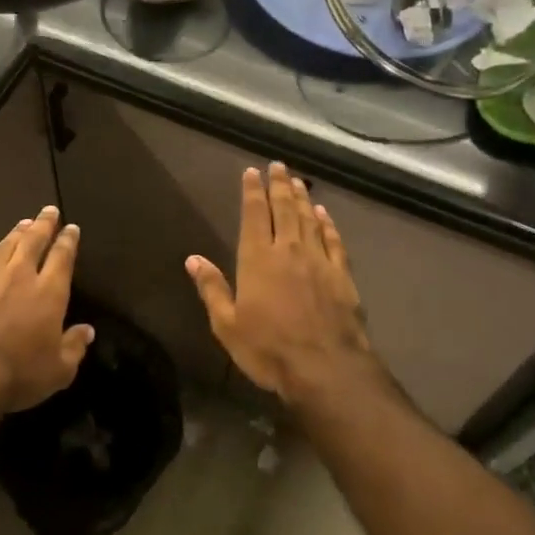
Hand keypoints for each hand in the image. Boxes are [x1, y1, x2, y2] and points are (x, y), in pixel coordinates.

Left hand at [0, 206, 93, 412]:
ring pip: (6, 246)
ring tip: (24, 223)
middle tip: (49, 210)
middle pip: (34, 241)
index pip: (62, 257)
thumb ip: (74, 347)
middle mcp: (20, 276)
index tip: (71, 228)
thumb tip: (87, 331)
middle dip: (43, 224)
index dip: (68, 240)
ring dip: (17, 233)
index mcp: (49, 292)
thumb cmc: (19, 375)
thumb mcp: (59, 370)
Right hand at [185, 163, 379, 405]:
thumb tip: (193, 259)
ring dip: (303, 199)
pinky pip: (334, 241)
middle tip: (278, 166)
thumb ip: (212, 288)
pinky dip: (328, 224)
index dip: (253, 191)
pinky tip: (325, 215)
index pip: (254, 215)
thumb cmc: (269, 349)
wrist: (326, 369)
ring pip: (309, 220)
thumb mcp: (227, 325)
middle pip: (284, 209)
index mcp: (258, 259)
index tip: (253, 172)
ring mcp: (319, 261)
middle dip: (279, 186)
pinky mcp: (342, 275)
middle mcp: (289, 250)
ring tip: (298, 182)